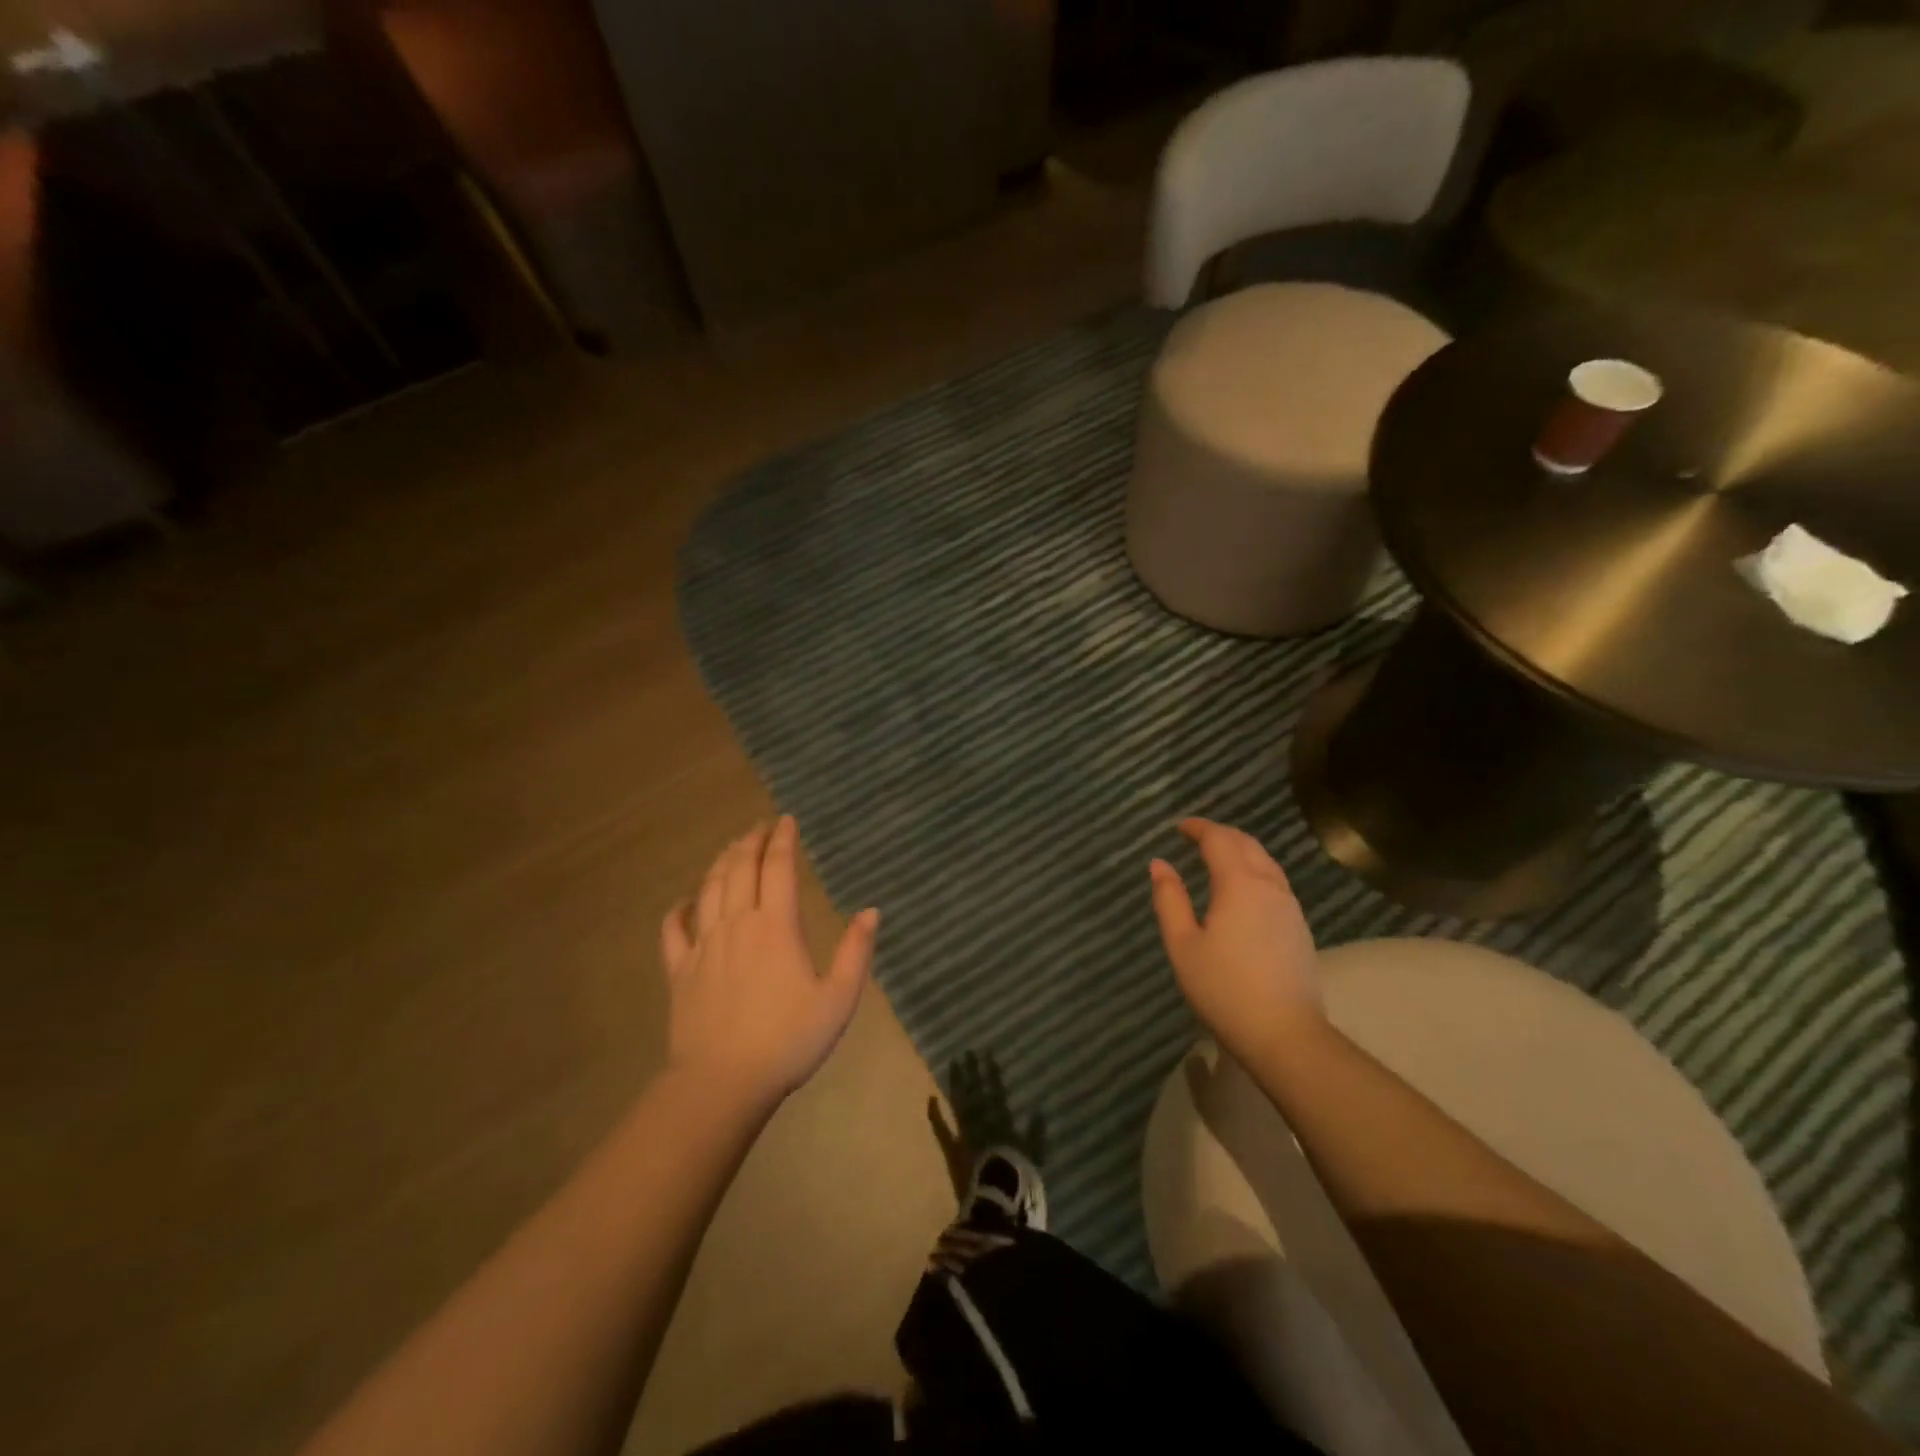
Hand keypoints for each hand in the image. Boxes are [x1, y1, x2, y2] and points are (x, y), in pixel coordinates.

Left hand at [661, 816, 877, 1108]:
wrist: (723, 1083)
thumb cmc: (788, 1040)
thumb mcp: (838, 999)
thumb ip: (856, 951)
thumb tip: (871, 910)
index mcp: (776, 926)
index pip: (778, 867)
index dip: (782, 839)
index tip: (786, 820)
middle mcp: (737, 924)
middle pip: (740, 868)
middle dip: (751, 842)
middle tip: (759, 826)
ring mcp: (703, 946)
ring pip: (708, 889)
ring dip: (720, 863)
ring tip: (730, 848)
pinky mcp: (679, 971)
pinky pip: (673, 930)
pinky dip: (678, 909)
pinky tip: (684, 901)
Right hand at [1150, 818, 1325, 1065]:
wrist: (1286, 1035)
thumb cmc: (1224, 989)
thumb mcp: (1183, 945)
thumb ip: (1169, 900)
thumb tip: (1159, 864)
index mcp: (1239, 884)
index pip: (1219, 839)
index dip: (1198, 828)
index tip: (1179, 827)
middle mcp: (1269, 886)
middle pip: (1247, 844)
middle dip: (1221, 834)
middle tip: (1196, 837)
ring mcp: (1289, 907)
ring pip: (1266, 862)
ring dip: (1241, 850)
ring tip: (1217, 857)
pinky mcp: (1299, 927)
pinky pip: (1275, 881)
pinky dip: (1254, 869)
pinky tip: (1242, 889)